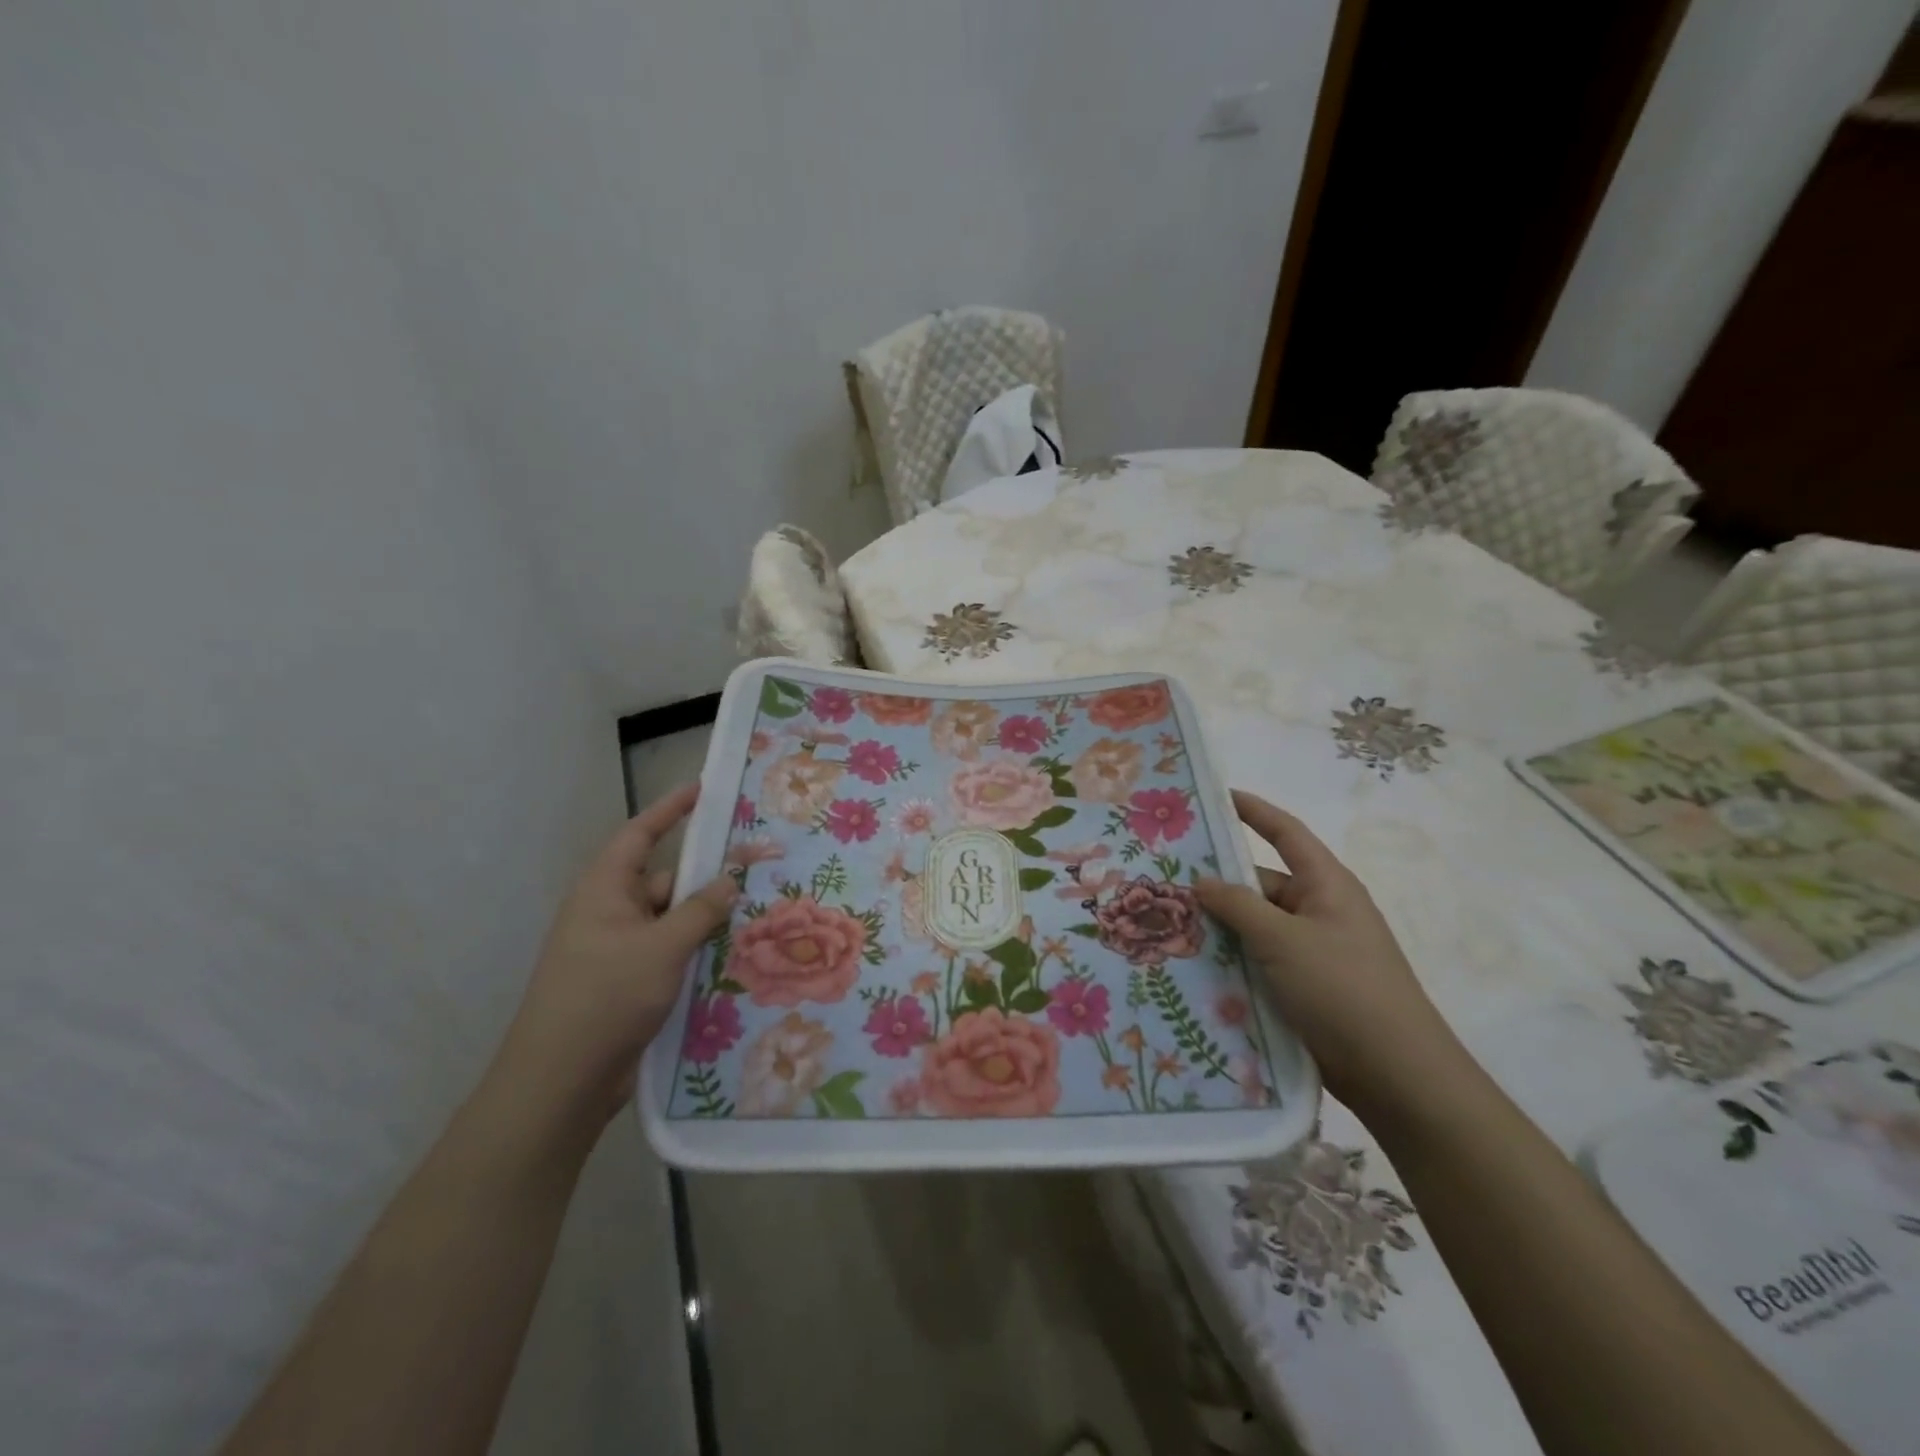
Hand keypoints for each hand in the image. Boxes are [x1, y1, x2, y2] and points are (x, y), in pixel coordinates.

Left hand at [494, 785, 736, 1130]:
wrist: (560, 1082)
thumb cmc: (606, 997)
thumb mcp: (662, 947)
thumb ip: (700, 910)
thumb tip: (729, 879)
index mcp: (605, 890)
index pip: (640, 834)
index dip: (670, 809)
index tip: (703, 789)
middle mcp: (609, 912)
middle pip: (664, 880)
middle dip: (705, 877)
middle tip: (755, 871)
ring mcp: (617, 949)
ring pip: (671, 919)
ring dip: (704, 919)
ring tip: (754, 917)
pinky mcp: (627, 982)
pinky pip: (668, 950)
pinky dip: (695, 949)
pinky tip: (730, 957)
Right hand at [1195, 790, 1469, 1119]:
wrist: (1395, 1074)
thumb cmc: (1342, 988)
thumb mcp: (1283, 939)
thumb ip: (1238, 905)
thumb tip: (1202, 880)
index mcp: (1326, 885)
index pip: (1285, 832)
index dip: (1253, 810)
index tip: (1214, 796)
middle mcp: (1319, 910)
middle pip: (1261, 883)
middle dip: (1218, 881)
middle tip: (1164, 878)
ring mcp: (1312, 950)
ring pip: (1255, 925)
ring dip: (1220, 926)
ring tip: (1166, 924)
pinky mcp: (1304, 987)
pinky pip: (1259, 960)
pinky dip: (1231, 959)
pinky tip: (1192, 967)